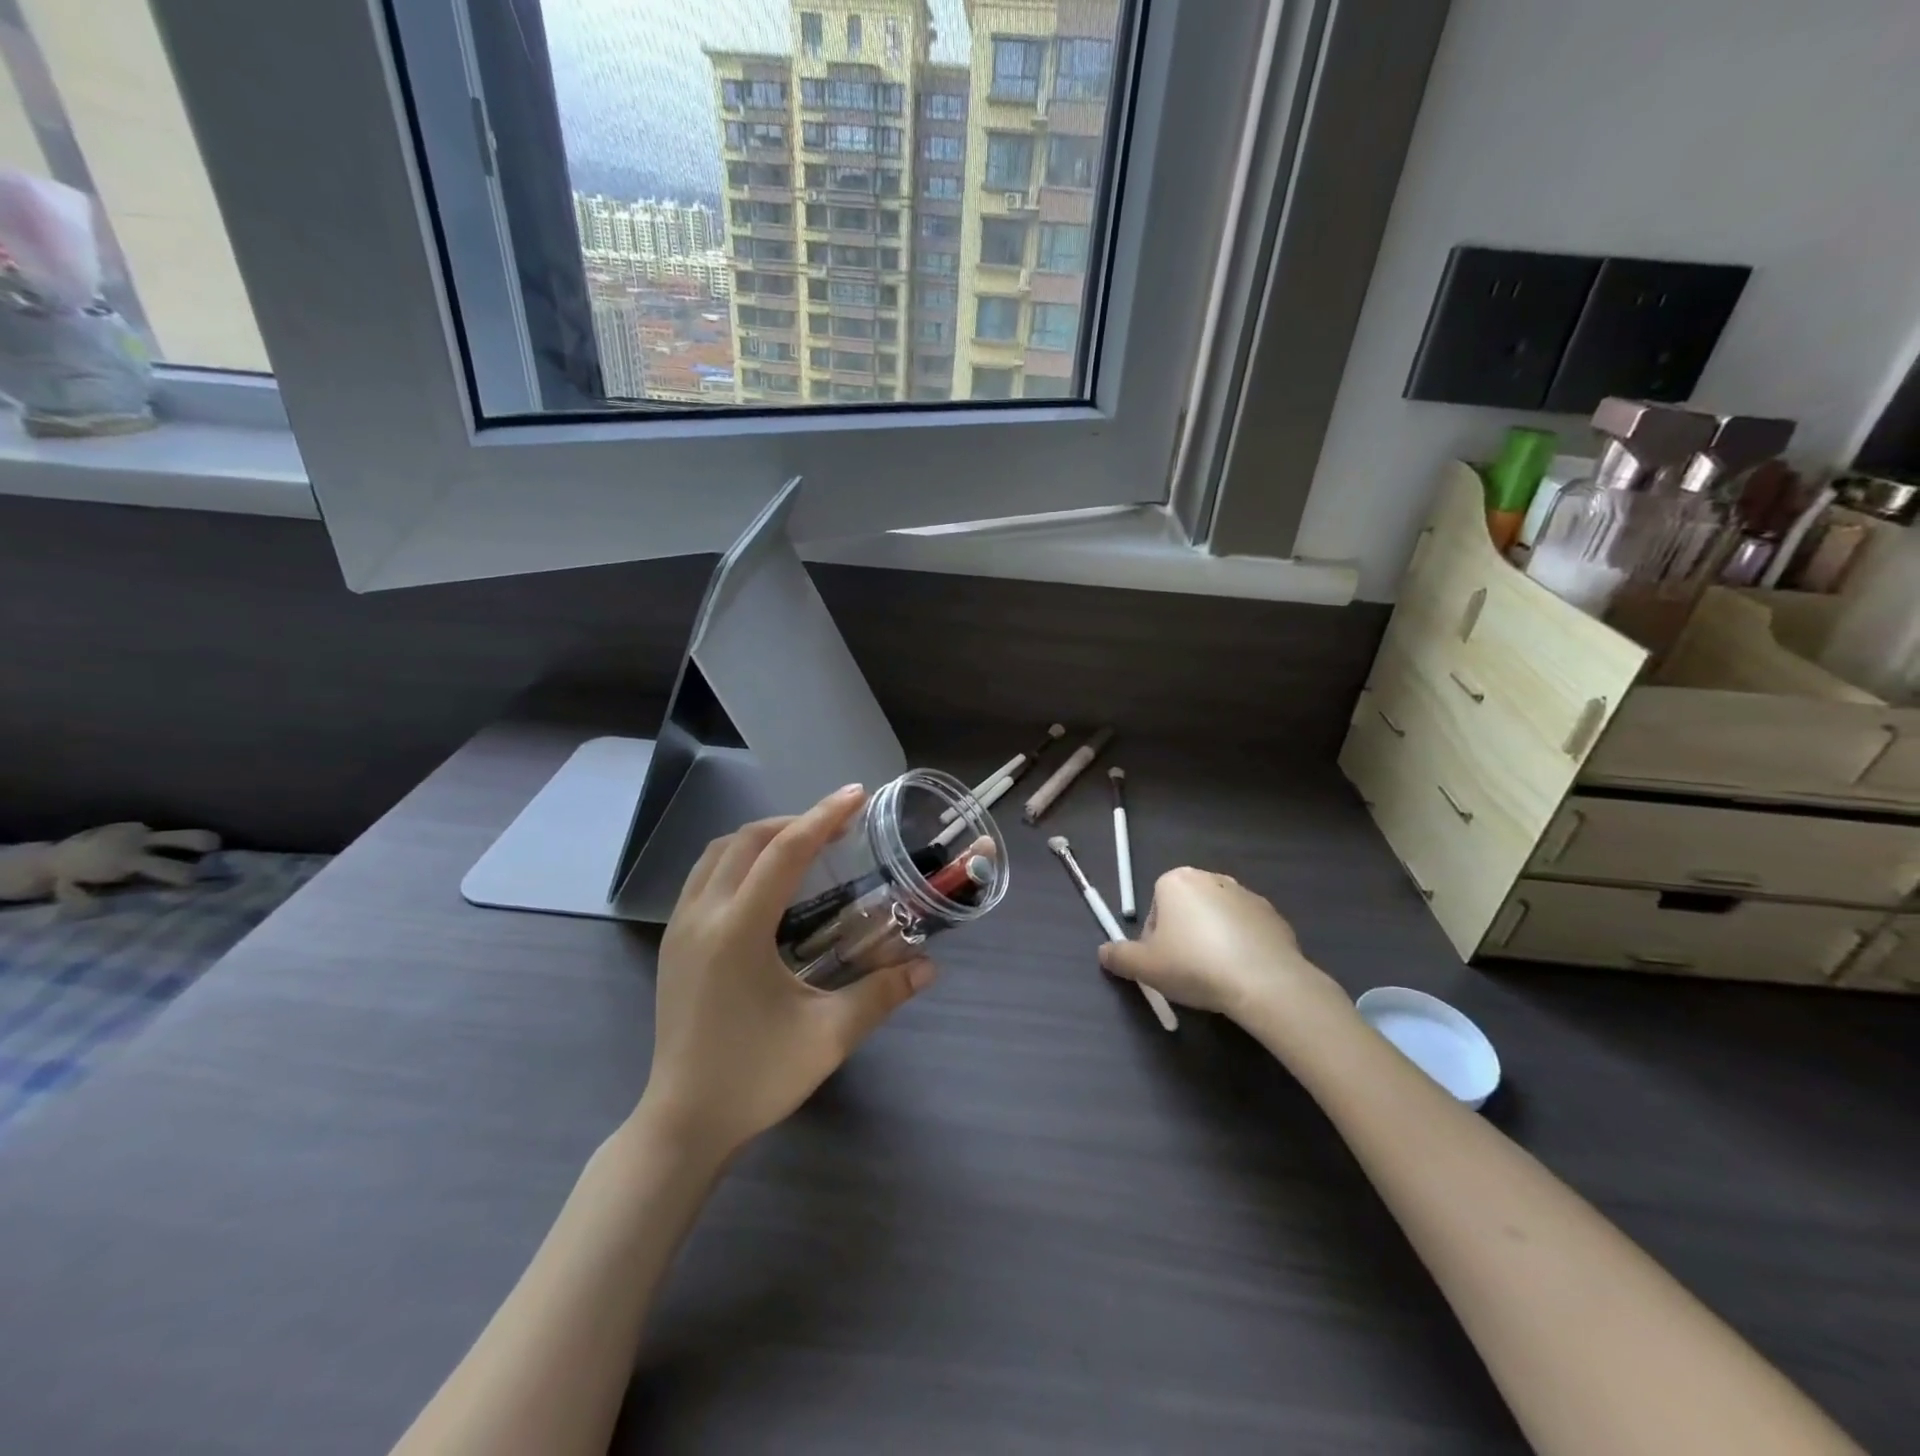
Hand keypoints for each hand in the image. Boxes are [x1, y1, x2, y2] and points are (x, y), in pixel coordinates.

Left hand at [639, 785, 935, 1159]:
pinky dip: (738, 859)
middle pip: (748, 839)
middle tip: (839, 826)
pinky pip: (704, 875)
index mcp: (738, 930)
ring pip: (719, 852)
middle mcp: (703, 915)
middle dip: (796, 822)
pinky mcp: (673, 942)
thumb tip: (929, 967)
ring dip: (763, 837)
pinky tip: (765, 883)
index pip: (785, 852)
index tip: (857, 794)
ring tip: (805, 846)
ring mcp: (680, 927)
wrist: (683, 1123)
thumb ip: (882, 994)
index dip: (824, 817)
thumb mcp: (828, 1037)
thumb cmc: (756, 1078)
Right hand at [1098, 867, 1346, 1024]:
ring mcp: (1246, 895)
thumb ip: (1119, 957)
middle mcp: (1210, 878)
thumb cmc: (1194, 965)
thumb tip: (1103, 952)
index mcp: (1176, 881)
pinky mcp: (1273, 915)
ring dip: (1213, 941)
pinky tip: (1243, 974)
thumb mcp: (1145, 967)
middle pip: (1186, 911)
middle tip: (1188, 972)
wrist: (1264, 980)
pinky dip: (1242, 947)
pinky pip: (1247, 931)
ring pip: (1217, 920)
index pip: (1155, 911)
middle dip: (1184, 937)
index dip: (1155, 942)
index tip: (1164, 966)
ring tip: (1218, 976)